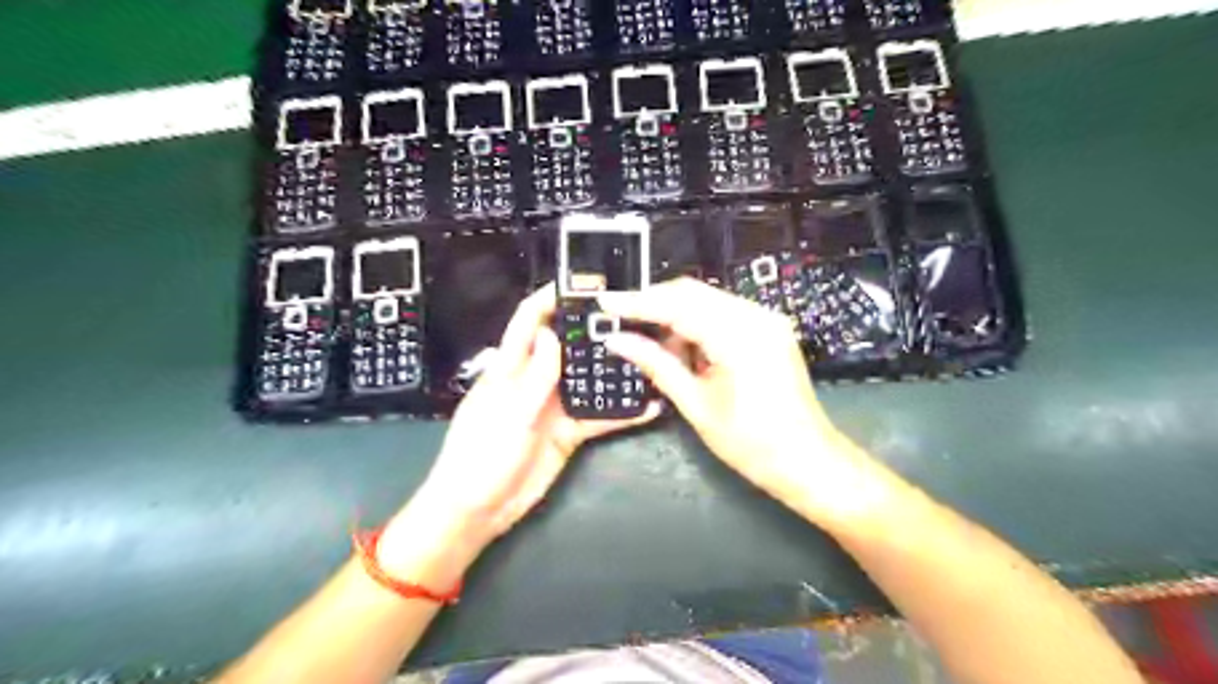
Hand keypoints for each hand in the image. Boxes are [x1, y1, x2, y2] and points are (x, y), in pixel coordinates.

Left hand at [383, 283, 665, 575]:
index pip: (528, 322)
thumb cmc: (481, 456)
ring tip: (645, 356)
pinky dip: (620, 413)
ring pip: (586, 380)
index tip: (579, 284)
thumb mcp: (508, 414)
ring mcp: (553, 407)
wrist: (478, 511)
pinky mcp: (567, 432)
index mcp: (510, 368)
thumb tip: (552, 334)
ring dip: (611, 371)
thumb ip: (534, 376)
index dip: (548, 299)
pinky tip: (646, 407)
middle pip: (565, 347)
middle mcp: (534, 381)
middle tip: (629, 318)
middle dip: (591, 332)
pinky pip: (597, 417)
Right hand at [599, 278, 892, 528]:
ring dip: (674, 315)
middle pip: (692, 293)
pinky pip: (723, 313)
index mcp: (738, 336)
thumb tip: (618, 341)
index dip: (636, 302)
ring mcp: (766, 319)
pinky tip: (680, 345)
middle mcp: (755, 316)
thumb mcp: (696, 405)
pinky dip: (696, 323)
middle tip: (619, 319)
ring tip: (649, 340)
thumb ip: (656, 364)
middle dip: (653, 303)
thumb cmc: (752, 443)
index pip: (676, 305)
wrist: (807, 459)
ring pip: (706, 300)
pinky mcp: (768, 328)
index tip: (605, 302)